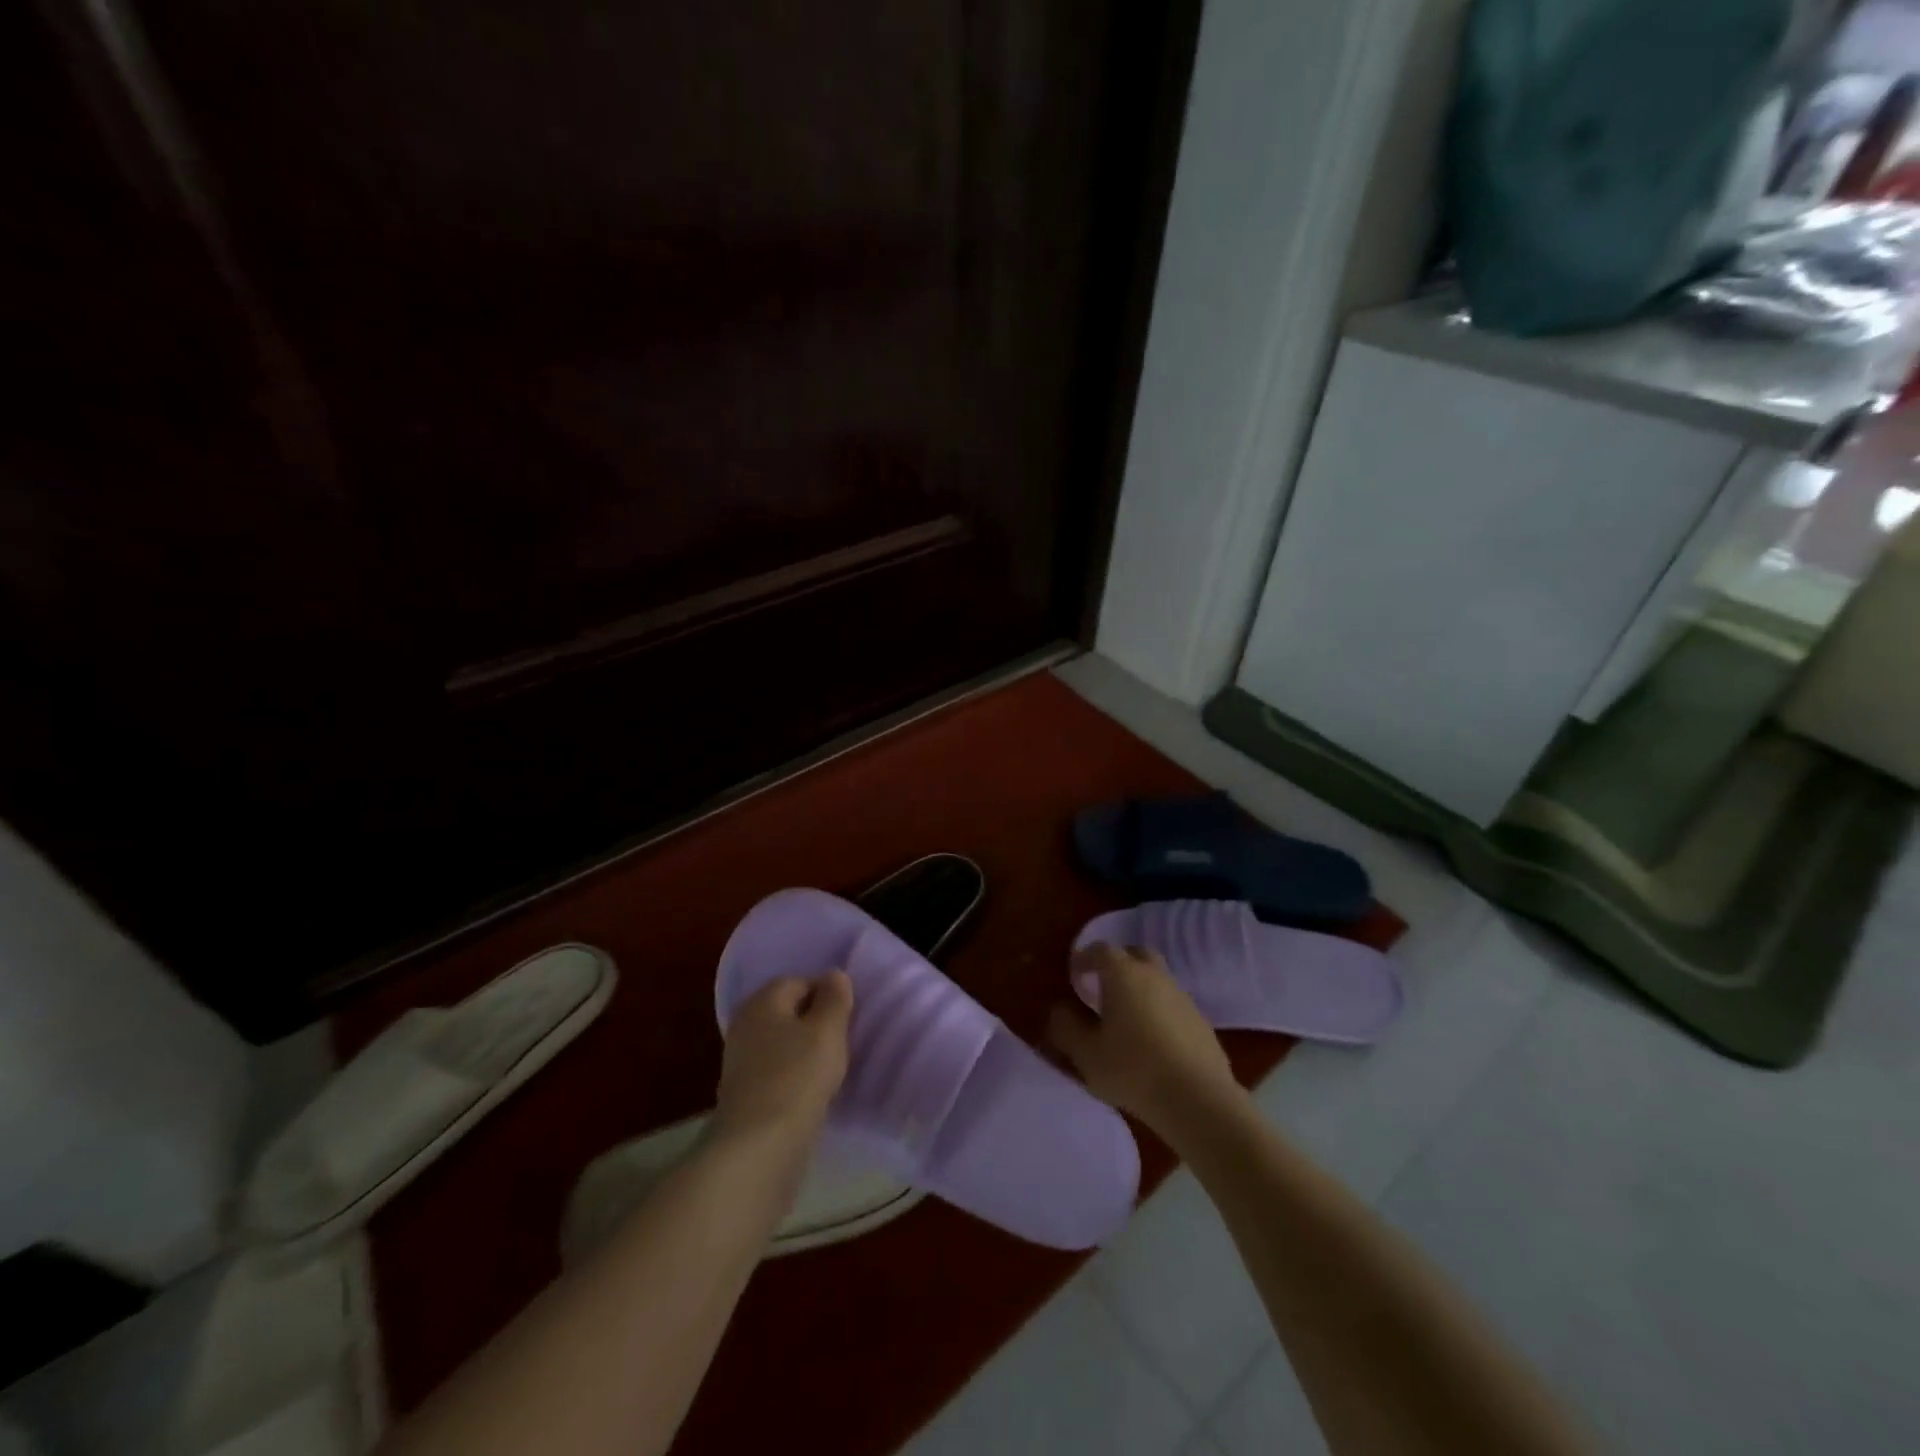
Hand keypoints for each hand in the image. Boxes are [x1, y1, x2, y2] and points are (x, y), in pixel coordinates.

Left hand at [713, 972, 853, 1150]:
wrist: (759, 1147)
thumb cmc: (798, 1076)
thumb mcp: (827, 1030)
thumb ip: (834, 998)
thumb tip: (834, 975)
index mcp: (762, 1001)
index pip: (800, 981)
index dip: (828, 993)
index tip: (850, 1016)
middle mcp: (745, 1024)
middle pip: (789, 1012)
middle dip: (817, 1022)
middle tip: (844, 1040)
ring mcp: (741, 1061)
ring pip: (783, 1043)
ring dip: (807, 1051)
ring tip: (833, 1068)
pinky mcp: (744, 1094)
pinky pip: (777, 1071)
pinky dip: (795, 1076)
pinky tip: (813, 1091)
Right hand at [1048, 943, 1240, 1137]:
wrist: (1198, 1099)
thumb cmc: (1134, 1069)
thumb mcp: (1086, 1054)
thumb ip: (1067, 1028)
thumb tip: (1059, 1010)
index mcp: (1123, 974)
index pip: (1100, 950)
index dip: (1084, 959)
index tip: (1074, 976)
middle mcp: (1154, 975)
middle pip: (1135, 955)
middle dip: (1117, 964)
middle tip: (1103, 987)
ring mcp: (1182, 996)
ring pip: (1157, 978)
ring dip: (1140, 988)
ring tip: (1126, 1017)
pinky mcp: (1201, 1020)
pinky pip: (1172, 1003)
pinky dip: (1159, 1010)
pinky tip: (1153, 1040)